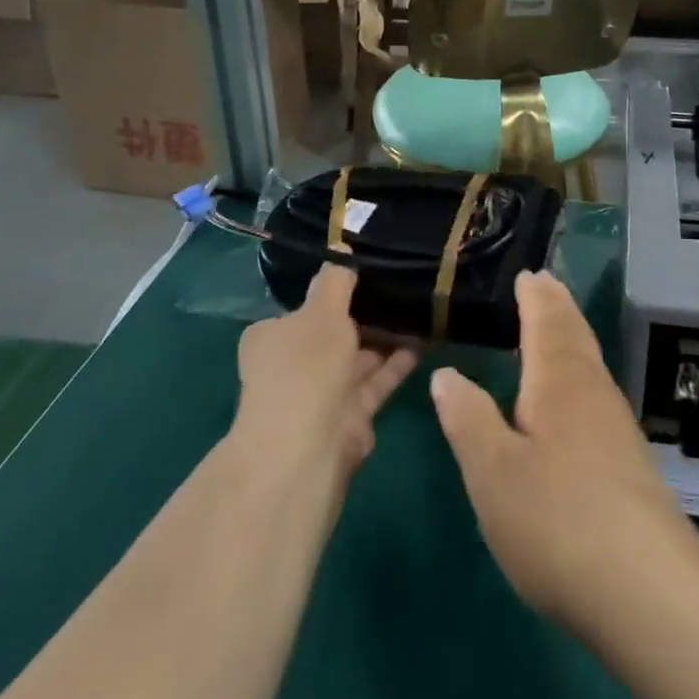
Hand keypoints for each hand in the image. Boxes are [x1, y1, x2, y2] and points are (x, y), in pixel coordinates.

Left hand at [232, 264, 417, 489]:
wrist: (308, 447)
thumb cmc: (306, 365)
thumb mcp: (322, 309)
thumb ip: (336, 280)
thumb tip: (342, 250)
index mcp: (272, 337)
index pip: (304, 308)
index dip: (335, 291)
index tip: (368, 272)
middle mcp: (293, 365)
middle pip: (335, 333)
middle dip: (367, 314)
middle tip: (404, 285)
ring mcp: (322, 394)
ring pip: (360, 357)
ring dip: (388, 336)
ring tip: (423, 307)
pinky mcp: (350, 416)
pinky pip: (378, 380)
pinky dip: (398, 362)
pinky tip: (427, 338)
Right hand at [429, 271, 698, 634]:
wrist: (648, 591)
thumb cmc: (557, 521)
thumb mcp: (492, 472)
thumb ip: (468, 418)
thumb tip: (446, 373)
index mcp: (559, 380)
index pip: (546, 321)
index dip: (535, 296)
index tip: (528, 273)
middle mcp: (593, 391)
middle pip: (575, 334)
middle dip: (558, 306)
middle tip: (545, 283)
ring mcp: (617, 426)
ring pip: (591, 362)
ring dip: (572, 334)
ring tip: (557, 325)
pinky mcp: (630, 460)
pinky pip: (598, 390)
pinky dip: (581, 370)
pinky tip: (577, 396)